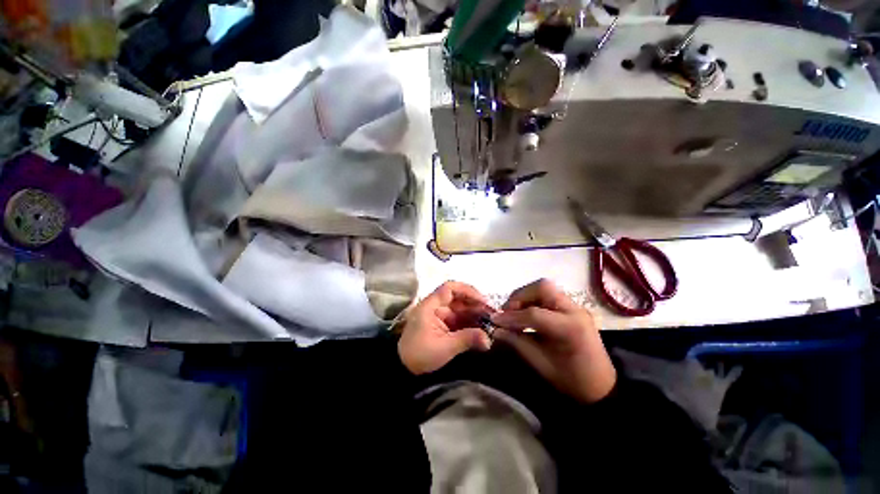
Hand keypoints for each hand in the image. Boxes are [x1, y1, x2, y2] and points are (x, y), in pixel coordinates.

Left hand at [398, 281, 492, 374]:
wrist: (404, 368)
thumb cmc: (420, 354)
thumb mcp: (444, 347)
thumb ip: (467, 339)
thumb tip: (488, 339)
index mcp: (431, 305)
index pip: (449, 288)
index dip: (467, 291)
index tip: (482, 300)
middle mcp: (436, 306)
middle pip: (458, 298)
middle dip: (475, 304)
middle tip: (492, 313)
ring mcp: (439, 315)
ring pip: (460, 308)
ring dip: (474, 313)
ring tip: (490, 321)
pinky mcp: (442, 324)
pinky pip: (458, 319)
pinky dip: (470, 322)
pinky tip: (481, 328)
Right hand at [491, 279, 616, 402]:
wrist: (601, 386)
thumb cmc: (572, 380)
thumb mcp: (541, 364)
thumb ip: (517, 342)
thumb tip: (496, 329)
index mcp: (570, 328)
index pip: (534, 313)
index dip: (511, 316)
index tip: (494, 320)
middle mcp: (574, 310)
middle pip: (542, 287)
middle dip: (519, 296)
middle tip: (507, 311)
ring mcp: (575, 306)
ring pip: (544, 287)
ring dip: (525, 296)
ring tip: (515, 312)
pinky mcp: (572, 307)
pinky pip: (548, 295)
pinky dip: (532, 300)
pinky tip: (526, 314)